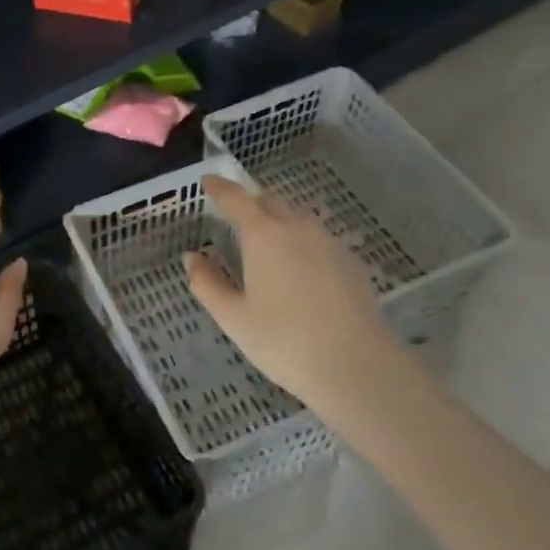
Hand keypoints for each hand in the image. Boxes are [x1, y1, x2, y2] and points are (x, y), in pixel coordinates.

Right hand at [183, 175, 407, 427]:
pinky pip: (318, 240)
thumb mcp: (234, 318)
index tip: (208, 181)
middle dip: (250, 203)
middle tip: (234, 217)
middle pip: (270, 201)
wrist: (357, 367)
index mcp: (264, 236)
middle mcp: (298, 228)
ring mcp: (329, 243)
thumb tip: (192, 257)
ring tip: (265, 246)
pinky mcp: (351, 262)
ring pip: (297, 219)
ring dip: (277, 222)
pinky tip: (298, 271)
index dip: (220, 187)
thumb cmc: (285, 342)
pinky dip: (300, 243)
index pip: (237, 199)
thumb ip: (207, 283)